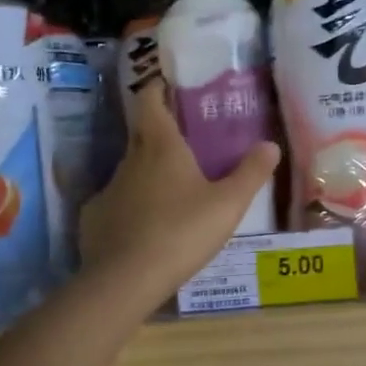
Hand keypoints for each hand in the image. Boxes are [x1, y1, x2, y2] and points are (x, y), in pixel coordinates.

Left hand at [78, 76, 279, 303]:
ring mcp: (108, 189)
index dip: (157, 88)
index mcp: (161, 146)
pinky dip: (131, 207)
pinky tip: (145, 227)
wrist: (126, 279)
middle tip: (185, 141)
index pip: (150, 100)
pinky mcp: (95, 218)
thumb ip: (251, 173)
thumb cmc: (182, 232)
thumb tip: (271, 145)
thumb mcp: (228, 205)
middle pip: (141, 134)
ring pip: (130, 171)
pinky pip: (117, 203)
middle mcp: (130, 160)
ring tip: (172, 192)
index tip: (169, 86)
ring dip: (148, 173)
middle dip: (159, 132)